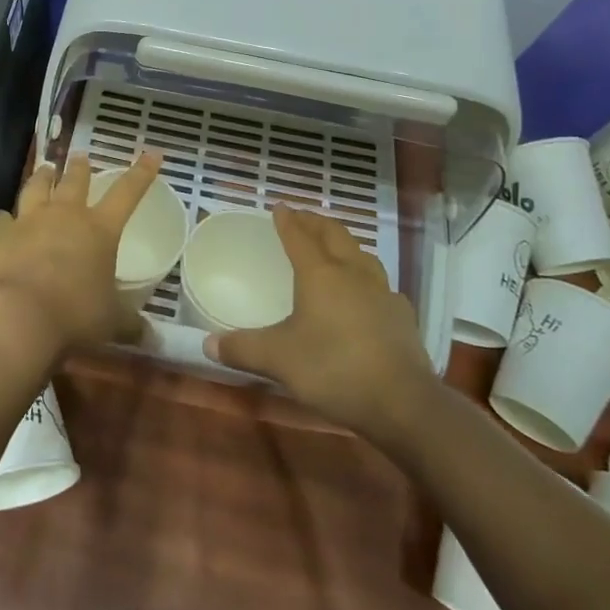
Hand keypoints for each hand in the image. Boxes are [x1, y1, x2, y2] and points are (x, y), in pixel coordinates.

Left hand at [0, 153, 162, 354]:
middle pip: (75, 180)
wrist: (18, 316)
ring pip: (37, 187)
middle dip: (80, 167)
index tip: (152, 153)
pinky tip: (2, 220)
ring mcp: (30, 219)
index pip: (128, 192)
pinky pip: (1, 218)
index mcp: (100, 229)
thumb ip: (131, 325)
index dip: (142, 172)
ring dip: (42, 177)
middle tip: (80, 157)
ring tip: (45, 169)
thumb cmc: (75, 316)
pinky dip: (4, 219)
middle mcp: (66, 215)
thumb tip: (154, 339)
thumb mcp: (111, 323)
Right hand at [206, 205, 435, 438]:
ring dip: (344, 244)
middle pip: (334, 235)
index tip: (279, 207)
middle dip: (316, 222)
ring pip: (361, 254)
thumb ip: (242, 348)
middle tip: (302, 217)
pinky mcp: (401, 316)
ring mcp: (382, 292)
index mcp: (320, 274)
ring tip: (333, 246)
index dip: (287, 220)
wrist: (403, 403)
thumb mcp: (279, 360)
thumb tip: (207, 345)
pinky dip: (366, 277)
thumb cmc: (334, 369)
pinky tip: (365, 292)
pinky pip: (380, 284)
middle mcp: (352, 273)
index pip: (299, 237)